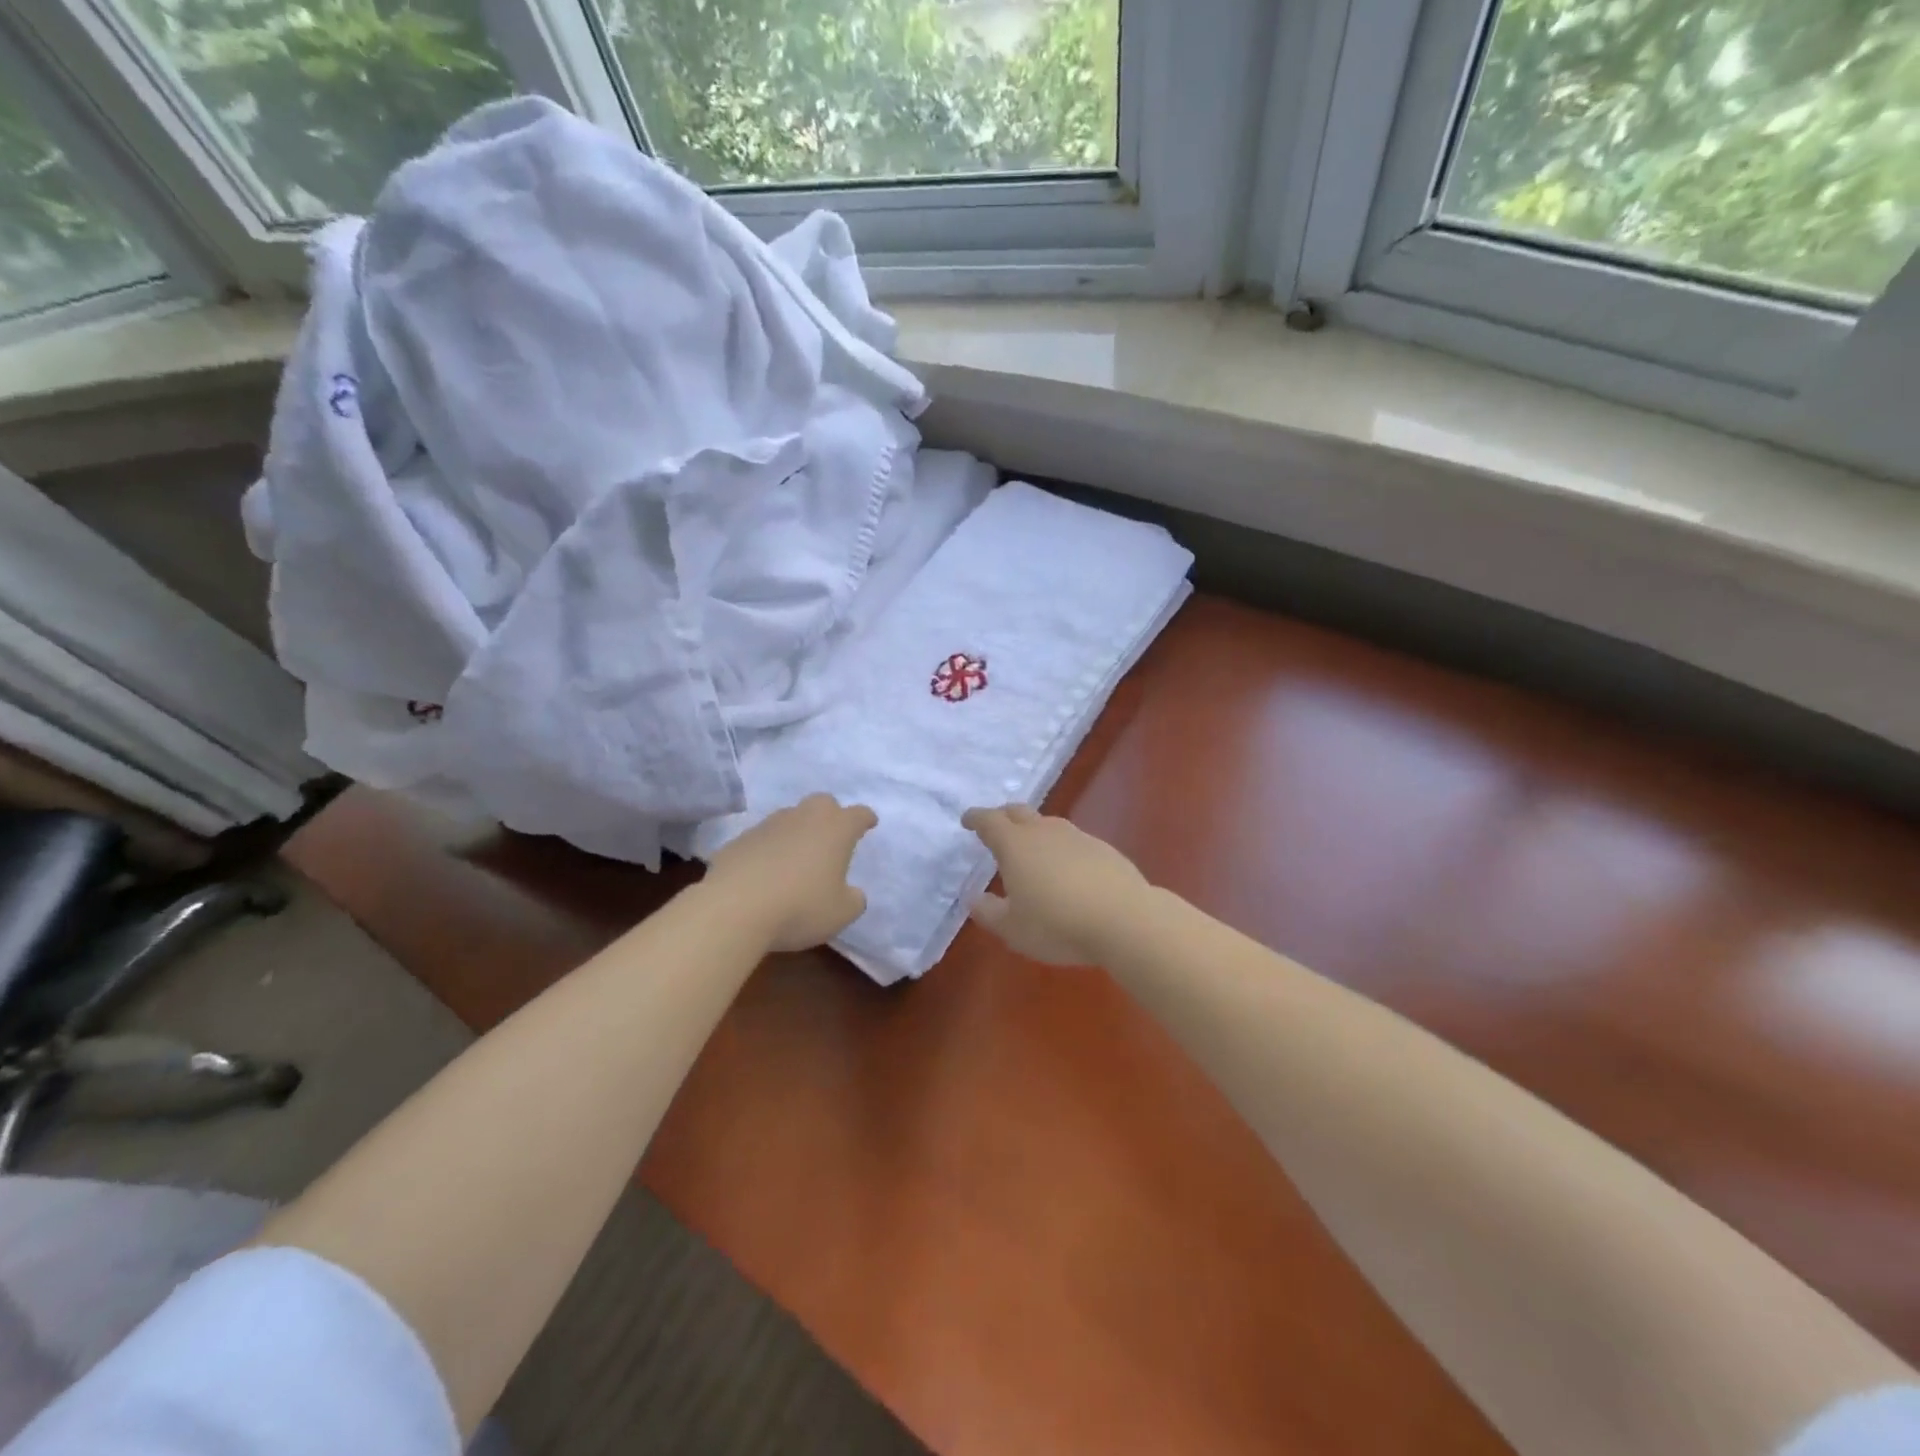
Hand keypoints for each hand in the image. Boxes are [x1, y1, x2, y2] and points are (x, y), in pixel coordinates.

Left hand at [705, 794, 876, 952]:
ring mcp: (768, 825)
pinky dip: (768, 849)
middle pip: (823, 803)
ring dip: (797, 831)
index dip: (865, 819)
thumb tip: (851, 893)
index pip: (859, 814)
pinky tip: (765, 872)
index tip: (869, 823)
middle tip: (831, 836)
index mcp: (836, 829)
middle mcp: (804, 818)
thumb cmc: (800, 907)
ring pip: (790, 817)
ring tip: (796, 857)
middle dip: (831, 815)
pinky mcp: (739, 839)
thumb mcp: (841, 913)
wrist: (733, 908)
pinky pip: (762, 838)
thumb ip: (853, 899)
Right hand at [962, 804, 1150, 965]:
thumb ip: (989, 912)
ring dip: (1034, 831)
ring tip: (1031, 849)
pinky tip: (1066, 869)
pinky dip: (1061, 848)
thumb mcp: (1013, 929)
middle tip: (995, 826)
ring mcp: (1077, 837)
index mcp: (1016, 845)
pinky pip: (1073, 841)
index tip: (967, 820)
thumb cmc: (1058, 924)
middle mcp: (1044, 831)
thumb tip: (975, 898)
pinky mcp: (1103, 848)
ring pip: (1048, 824)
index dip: (976, 818)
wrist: (1125, 919)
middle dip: (1003, 815)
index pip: (989, 821)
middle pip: (1019, 812)